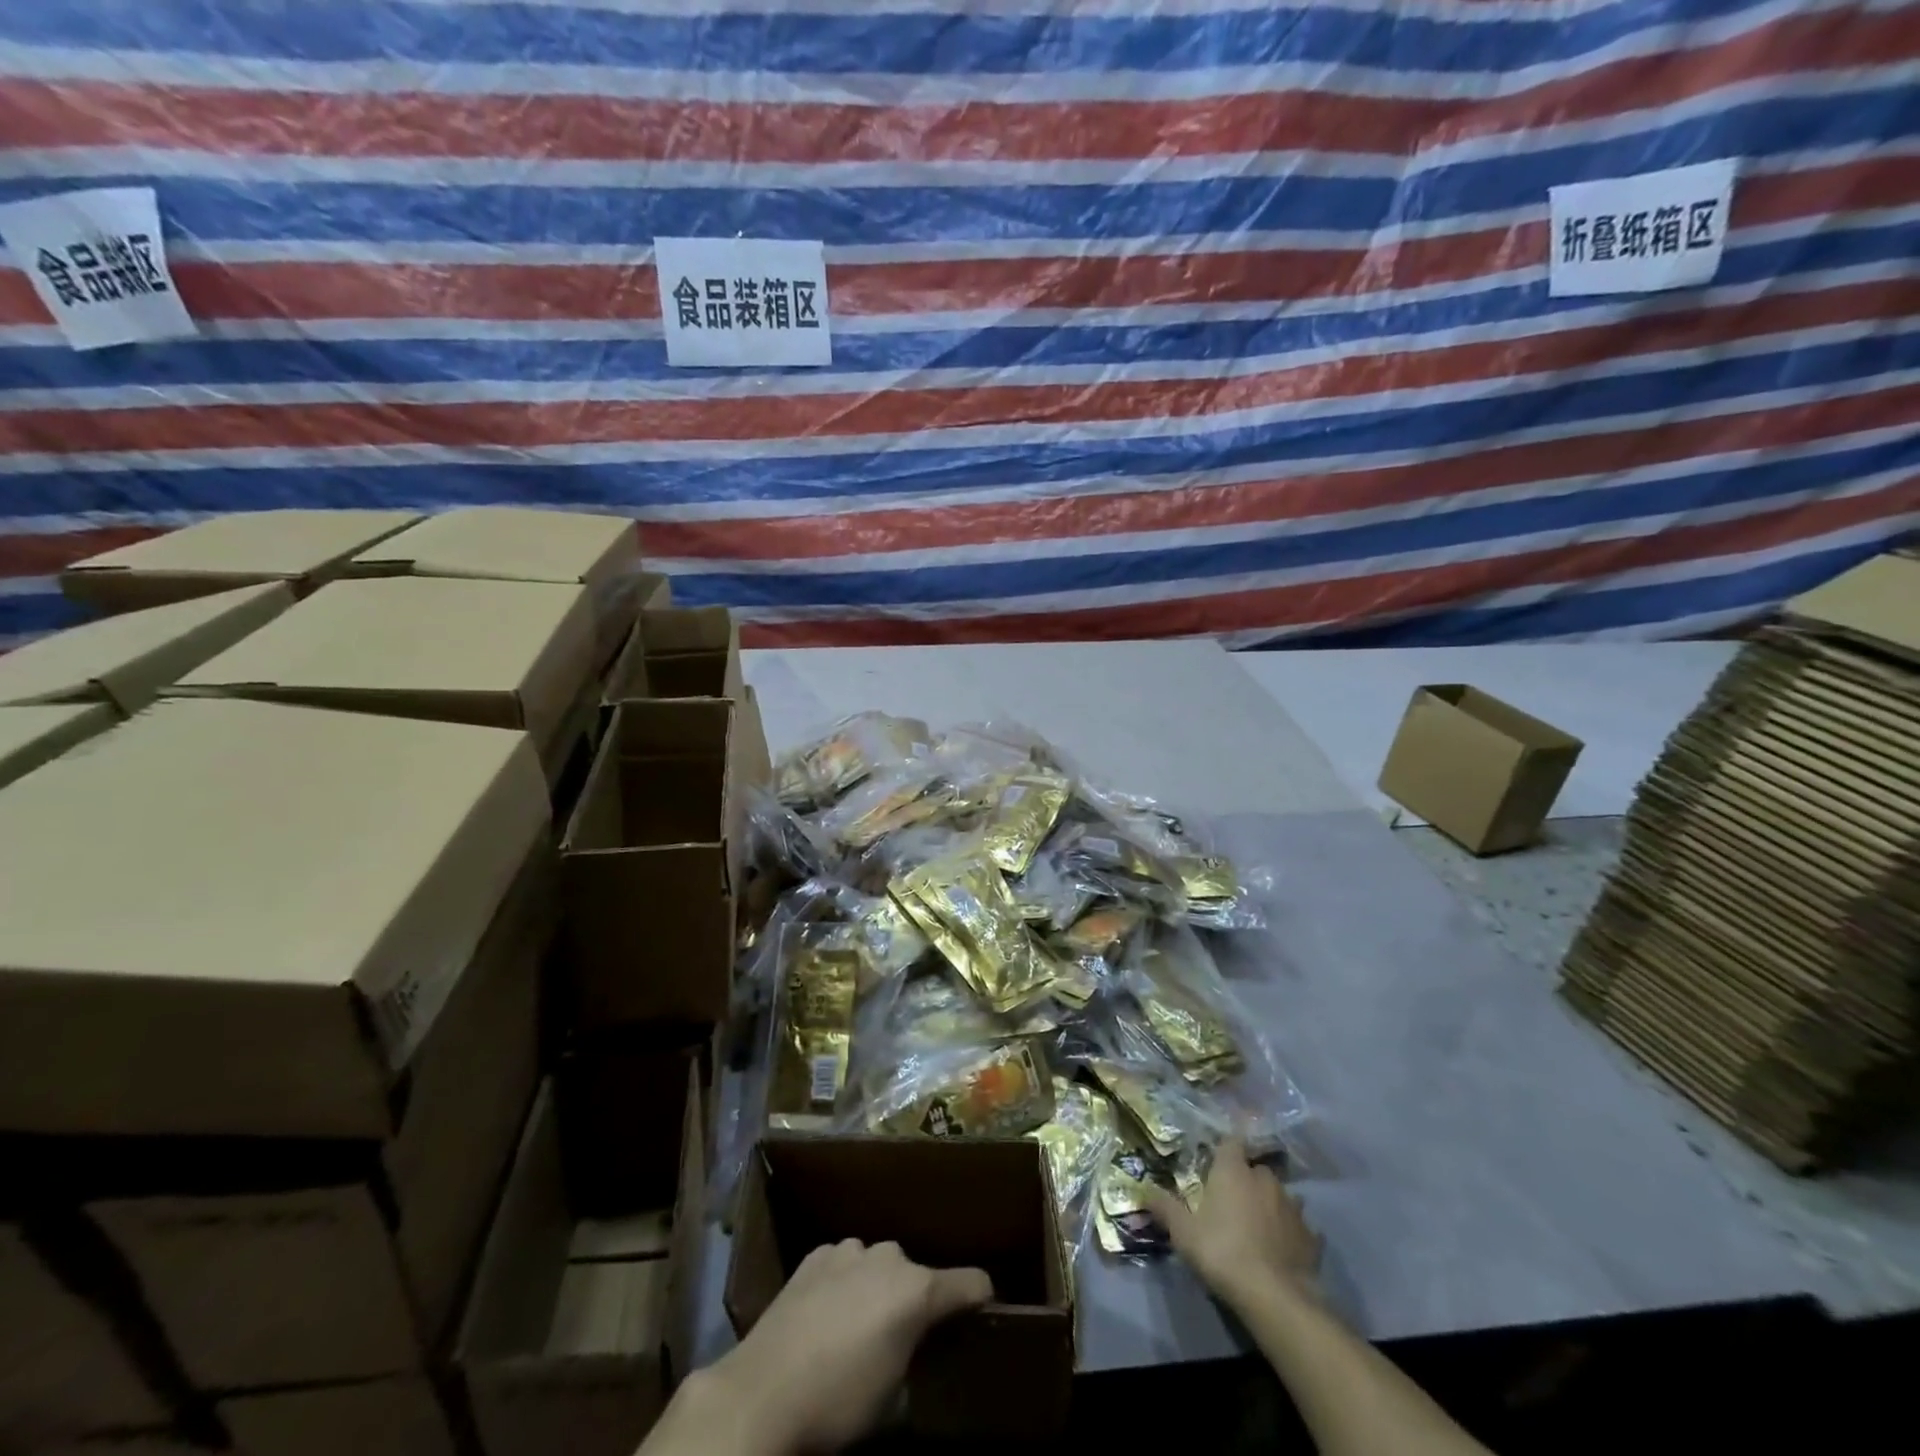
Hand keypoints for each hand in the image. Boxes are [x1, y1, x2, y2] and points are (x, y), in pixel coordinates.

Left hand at [700, 1239, 991, 1454]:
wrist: (763, 1392)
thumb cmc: (837, 1404)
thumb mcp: (893, 1398)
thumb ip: (914, 1357)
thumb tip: (913, 1348)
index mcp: (917, 1290)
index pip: (970, 1283)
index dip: (979, 1298)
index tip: (981, 1311)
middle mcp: (890, 1258)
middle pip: (918, 1273)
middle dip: (915, 1300)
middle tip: (902, 1338)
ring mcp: (850, 1251)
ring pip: (878, 1265)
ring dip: (877, 1288)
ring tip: (858, 1325)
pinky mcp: (816, 1255)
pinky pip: (844, 1264)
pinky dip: (845, 1282)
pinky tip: (826, 1312)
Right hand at [1144, 1138, 1320, 1309]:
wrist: (1275, 1297)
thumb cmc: (1222, 1252)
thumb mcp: (1183, 1232)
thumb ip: (1164, 1207)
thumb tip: (1143, 1189)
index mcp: (1234, 1171)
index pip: (1231, 1141)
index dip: (1226, 1148)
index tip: (1218, 1158)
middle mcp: (1265, 1180)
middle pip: (1257, 1169)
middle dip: (1247, 1179)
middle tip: (1233, 1199)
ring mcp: (1293, 1208)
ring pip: (1282, 1195)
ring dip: (1271, 1204)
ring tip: (1260, 1224)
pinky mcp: (1312, 1238)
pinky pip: (1301, 1227)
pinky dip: (1291, 1232)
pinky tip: (1284, 1248)